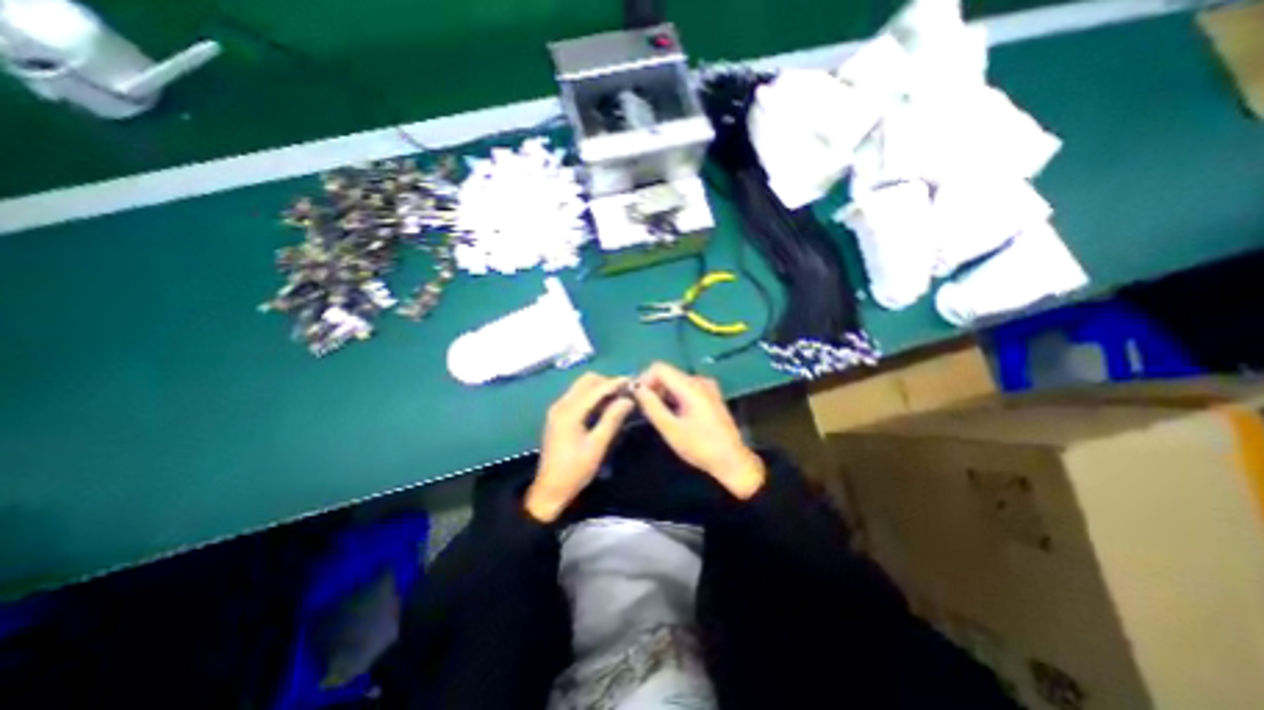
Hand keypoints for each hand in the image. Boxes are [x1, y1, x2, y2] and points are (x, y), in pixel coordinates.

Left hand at [526, 372, 635, 521]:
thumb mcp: (597, 446)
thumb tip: (628, 400)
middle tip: (625, 393)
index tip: (632, 382)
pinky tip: (604, 407)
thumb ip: (612, 419)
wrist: (550, 489)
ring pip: (581, 387)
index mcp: (569, 412)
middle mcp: (561, 405)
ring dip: (600, 388)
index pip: (595, 389)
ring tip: (618, 399)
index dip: (615, 383)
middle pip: (586, 381)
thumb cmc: (575, 470)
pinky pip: (577, 396)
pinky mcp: (558, 415)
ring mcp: (558, 409)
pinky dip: (592, 396)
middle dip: (606, 383)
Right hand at [639, 362, 765, 499]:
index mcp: (691, 386)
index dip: (644, 379)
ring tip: (657, 414)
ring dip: (663, 393)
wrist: (732, 460)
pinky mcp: (710, 395)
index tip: (637, 397)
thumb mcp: (671, 429)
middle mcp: (700, 381)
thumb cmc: (700, 447)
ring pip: (676, 381)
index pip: (659, 368)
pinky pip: (686, 388)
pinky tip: (673, 414)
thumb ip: (652, 406)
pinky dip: (674, 396)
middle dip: (653, 387)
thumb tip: (636, 388)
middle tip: (644, 409)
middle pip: (668, 373)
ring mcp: (707, 387)